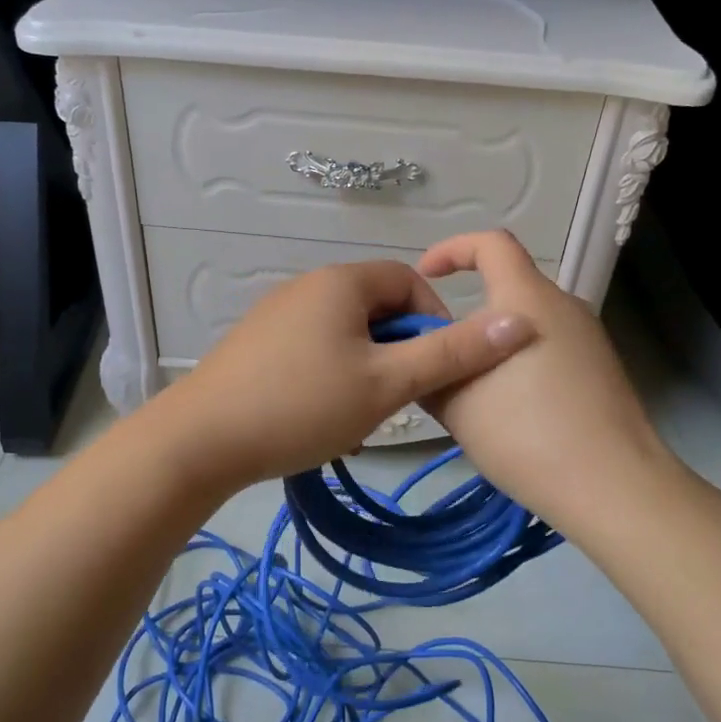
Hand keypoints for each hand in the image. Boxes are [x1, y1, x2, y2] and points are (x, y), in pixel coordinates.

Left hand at [155, 258, 536, 488]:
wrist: (200, 441)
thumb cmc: (302, 405)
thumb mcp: (387, 384)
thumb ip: (453, 354)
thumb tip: (520, 321)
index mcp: (342, 281)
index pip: (410, 281)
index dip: (436, 320)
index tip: (440, 369)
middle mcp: (308, 285)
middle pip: (376, 307)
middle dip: (398, 349)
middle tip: (399, 399)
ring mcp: (276, 313)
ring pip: (345, 332)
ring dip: (367, 366)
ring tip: (361, 413)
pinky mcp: (256, 343)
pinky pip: (313, 346)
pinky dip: (332, 373)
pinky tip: (321, 415)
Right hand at [416, 231, 681, 531]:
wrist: (611, 486)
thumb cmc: (524, 433)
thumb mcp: (455, 401)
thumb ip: (430, 365)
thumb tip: (421, 350)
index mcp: (525, 298)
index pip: (490, 244)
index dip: (452, 248)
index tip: (425, 276)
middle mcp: (562, 305)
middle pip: (508, 286)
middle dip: (468, 311)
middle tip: (439, 351)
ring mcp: (587, 336)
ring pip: (527, 320)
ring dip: (493, 339)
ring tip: (470, 386)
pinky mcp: (601, 366)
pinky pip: (549, 345)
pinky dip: (519, 358)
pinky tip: (510, 406)